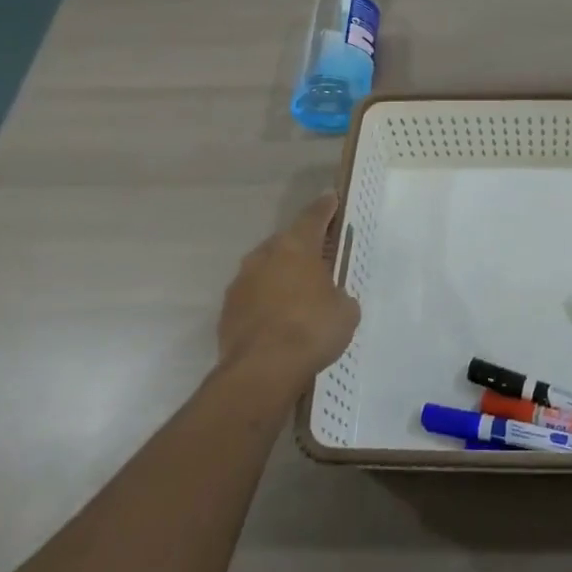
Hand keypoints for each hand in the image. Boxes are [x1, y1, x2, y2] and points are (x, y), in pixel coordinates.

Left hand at [216, 193, 360, 391]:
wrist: (261, 371)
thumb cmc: (311, 329)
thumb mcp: (345, 311)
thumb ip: (339, 295)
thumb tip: (331, 298)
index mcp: (296, 246)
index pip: (314, 216)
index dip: (326, 207)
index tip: (332, 199)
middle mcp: (265, 255)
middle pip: (287, 241)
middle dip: (302, 247)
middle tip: (319, 257)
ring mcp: (241, 282)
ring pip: (266, 268)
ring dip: (281, 275)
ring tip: (298, 294)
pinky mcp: (227, 310)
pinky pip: (253, 296)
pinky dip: (266, 301)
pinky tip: (278, 320)